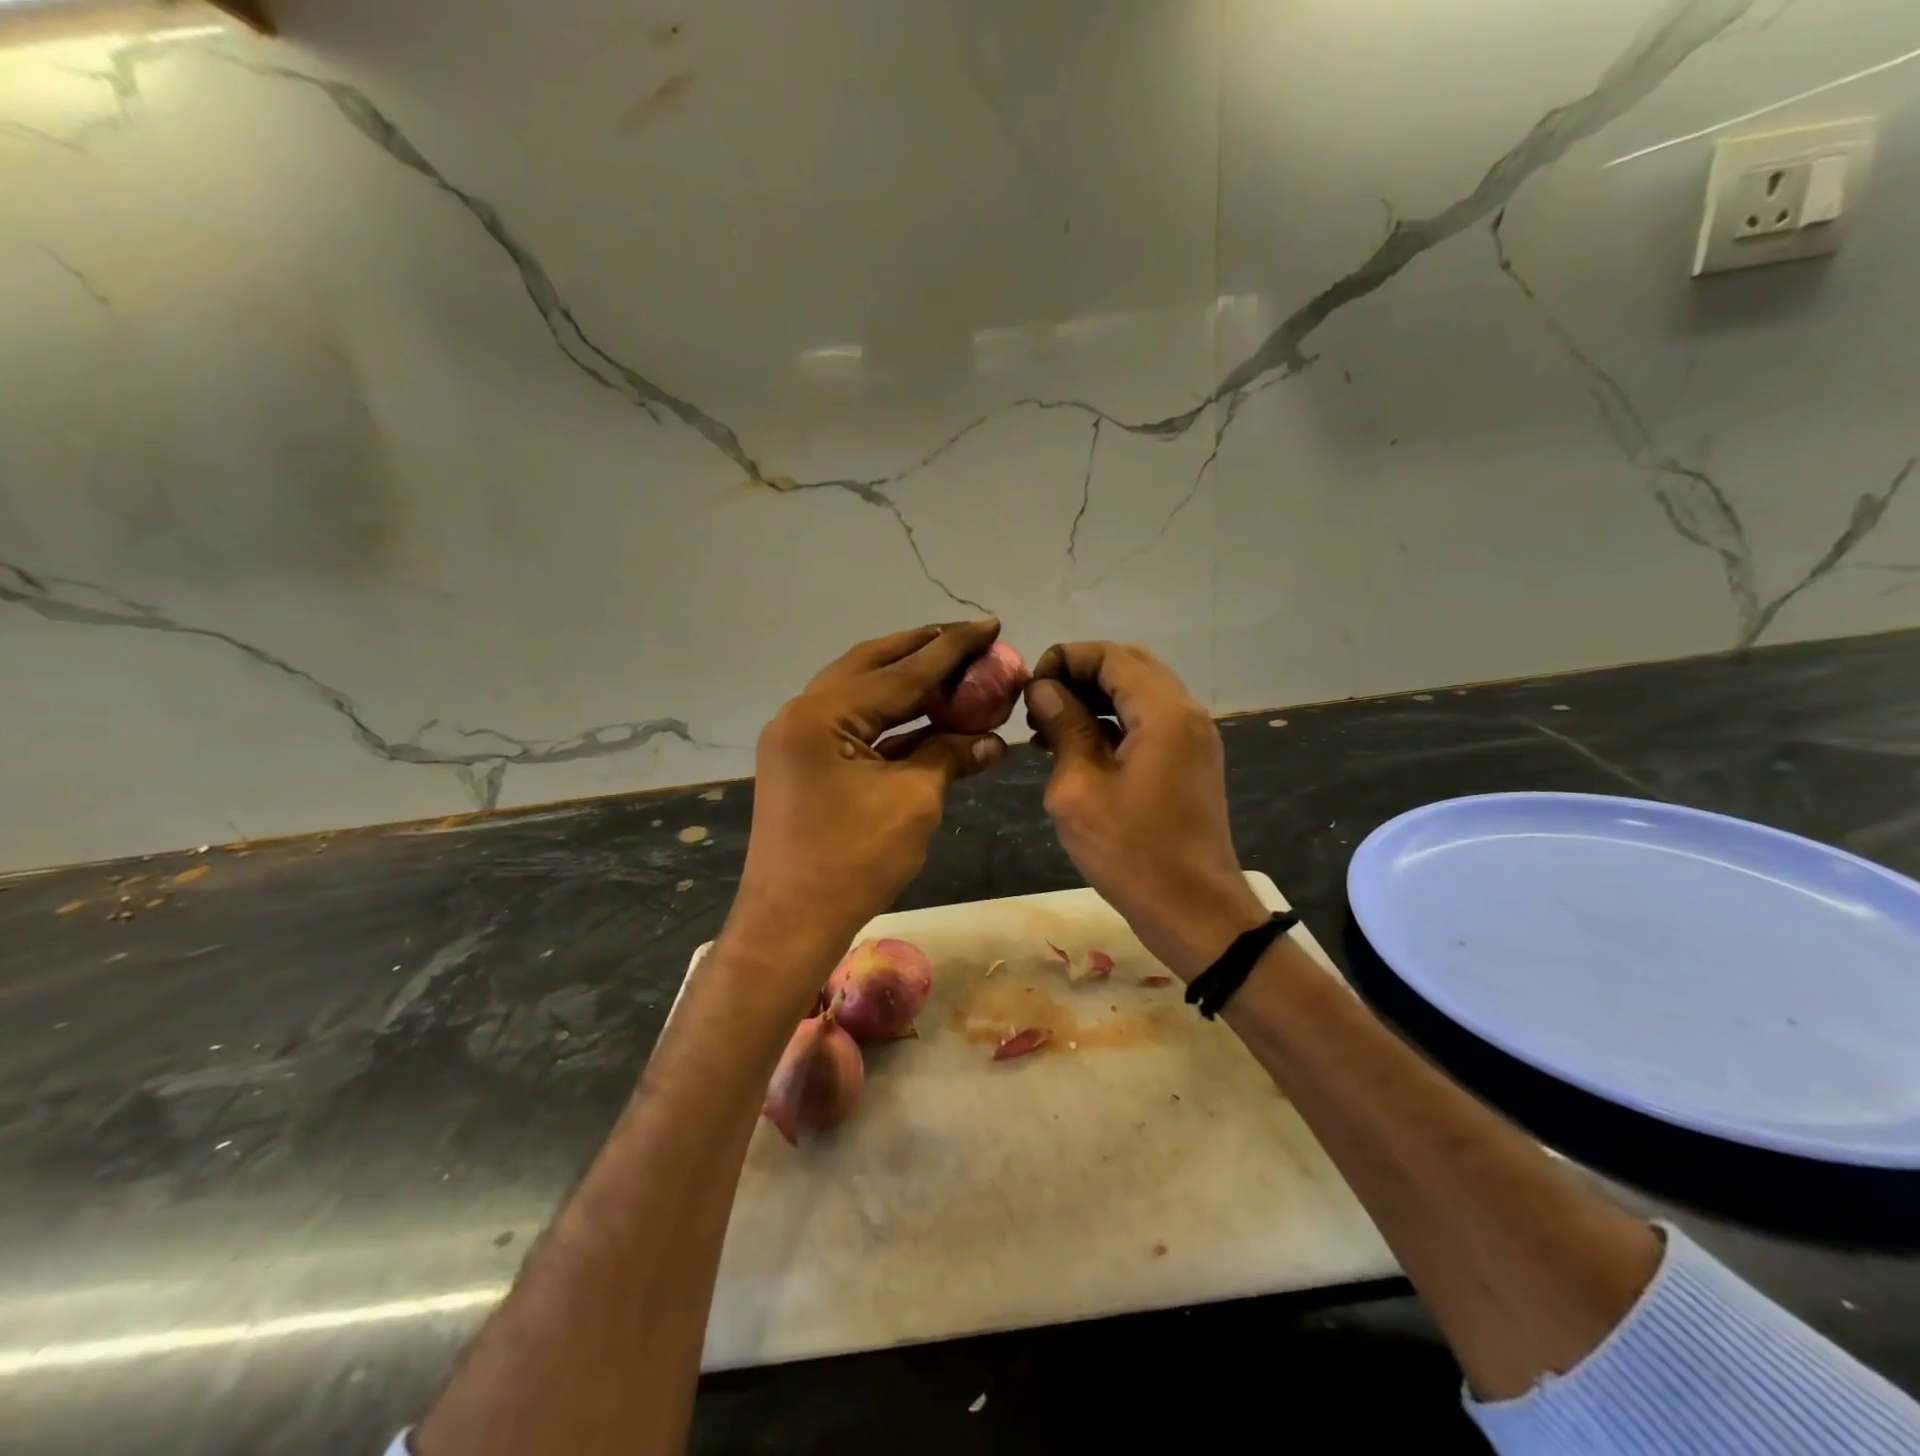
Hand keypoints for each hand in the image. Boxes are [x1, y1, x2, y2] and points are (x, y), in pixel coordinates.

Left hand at [727, 621, 1008, 1000]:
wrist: (791, 924)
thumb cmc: (853, 862)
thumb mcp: (913, 802)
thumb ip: (950, 756)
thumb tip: (993, 741)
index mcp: (821, 715)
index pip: (899, 672)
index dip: (951, 650)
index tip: (990, 626)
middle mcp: (802, 714)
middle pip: (872, 667)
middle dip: (923, 651)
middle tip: (969, 639)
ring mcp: (799, 740)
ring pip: (861, 695)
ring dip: (907, 684)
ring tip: (954, 669)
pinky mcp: (805, 764)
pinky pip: (854, 727)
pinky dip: (892, 721)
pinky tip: (929, 716)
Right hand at [1025, 643, 1267, 978]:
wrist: (1193, 910)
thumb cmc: (1131, 852)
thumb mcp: (1080, 788)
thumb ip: (1064, 727)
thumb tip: (1045, 690)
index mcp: (1164, 712)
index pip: (1111, 656)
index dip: (1065, 659)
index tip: (1029, 688)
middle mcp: (1185, 713)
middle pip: (1128, 666)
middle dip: (1079, 674)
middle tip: (1038, 703)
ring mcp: (1192, 737)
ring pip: (1138, 693)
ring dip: (1094, 697)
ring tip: (1047, 725)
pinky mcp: (1188, 760)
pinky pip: (1147, 721)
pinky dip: (1112, 722)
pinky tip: (1074, 746)